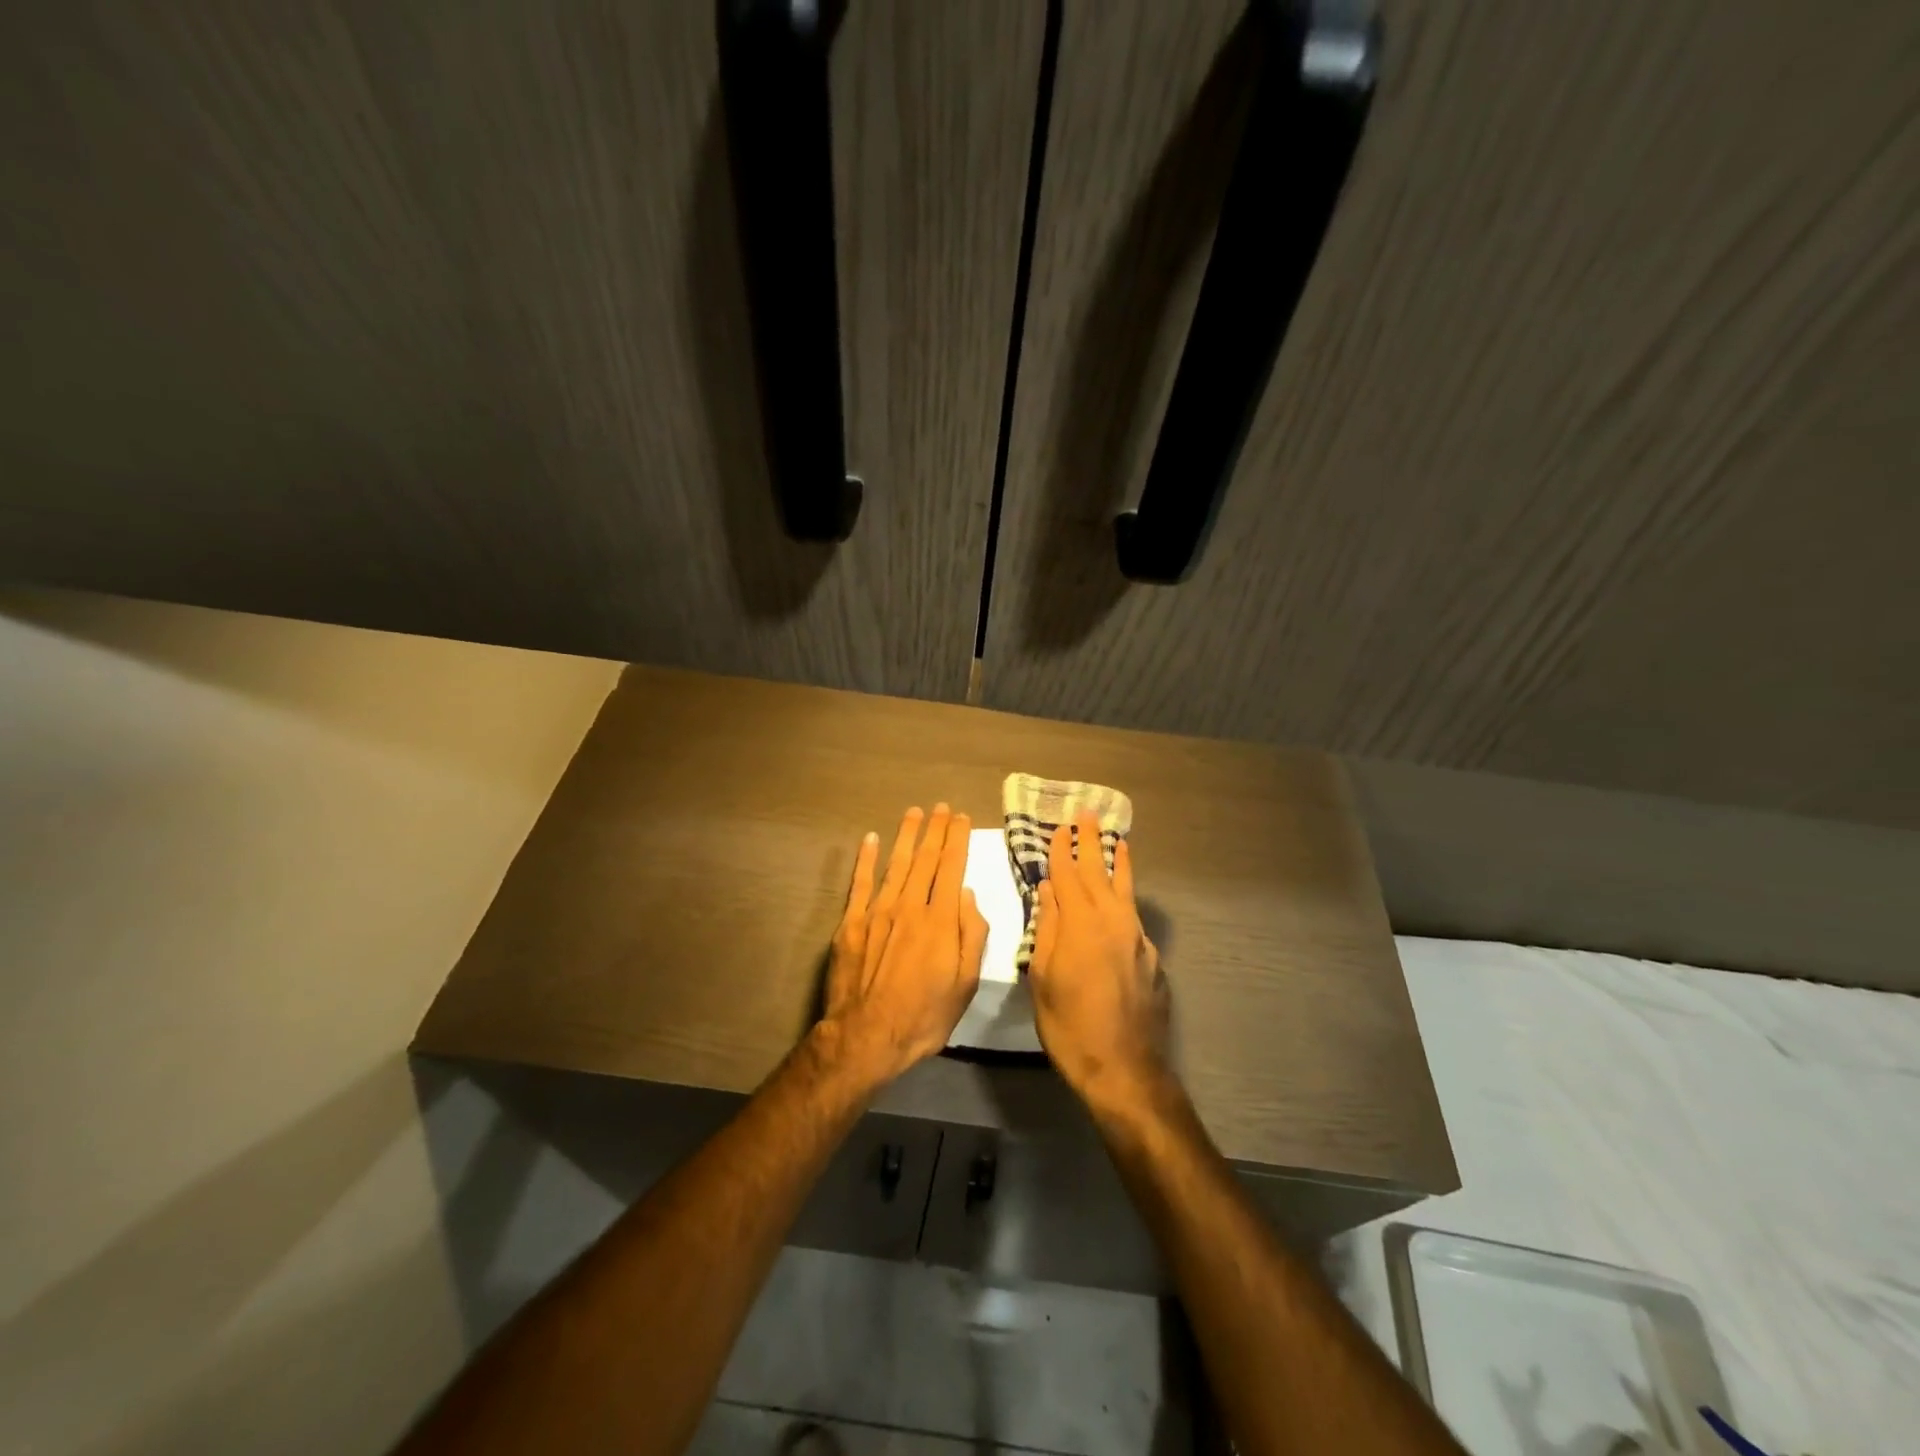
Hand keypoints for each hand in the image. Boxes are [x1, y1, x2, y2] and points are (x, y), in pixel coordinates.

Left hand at [818, 805, 987, 1086]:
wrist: (866, 1036)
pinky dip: (865, 859)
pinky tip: (869, 839)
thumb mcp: (966, 985)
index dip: (957, 840)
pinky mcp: (852, 923)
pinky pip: (859, 883)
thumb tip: (967, 894)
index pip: (951, 868)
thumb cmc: (924, 1016)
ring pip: (895, 863)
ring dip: (906, 835)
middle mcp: (909, 906)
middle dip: (935, 830)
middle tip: (941, 807)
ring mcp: (877, 912)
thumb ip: (971, 936)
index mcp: (940, 920)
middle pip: (925, 859)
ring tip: (914, 813)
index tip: (961, 819)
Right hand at [1028, 811, 1168, 1108]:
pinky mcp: (1151, 958)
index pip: (1068, 876)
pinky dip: (1126, 898)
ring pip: (1125, 890)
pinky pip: (1134, 917)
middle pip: (1099, 872)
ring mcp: (1136, 939)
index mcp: (1081, 924)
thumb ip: (1047, 929)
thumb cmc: (1069, 1025)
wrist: (1125, 1068)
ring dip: (1118, 863)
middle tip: (1088, 815)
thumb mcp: (1042, 977)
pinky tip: (1123, 901)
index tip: (1059, 828)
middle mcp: (1113, 922)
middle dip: (1091, 843)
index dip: (1062, 851)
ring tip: (1118, 841)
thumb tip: (1048, 891)